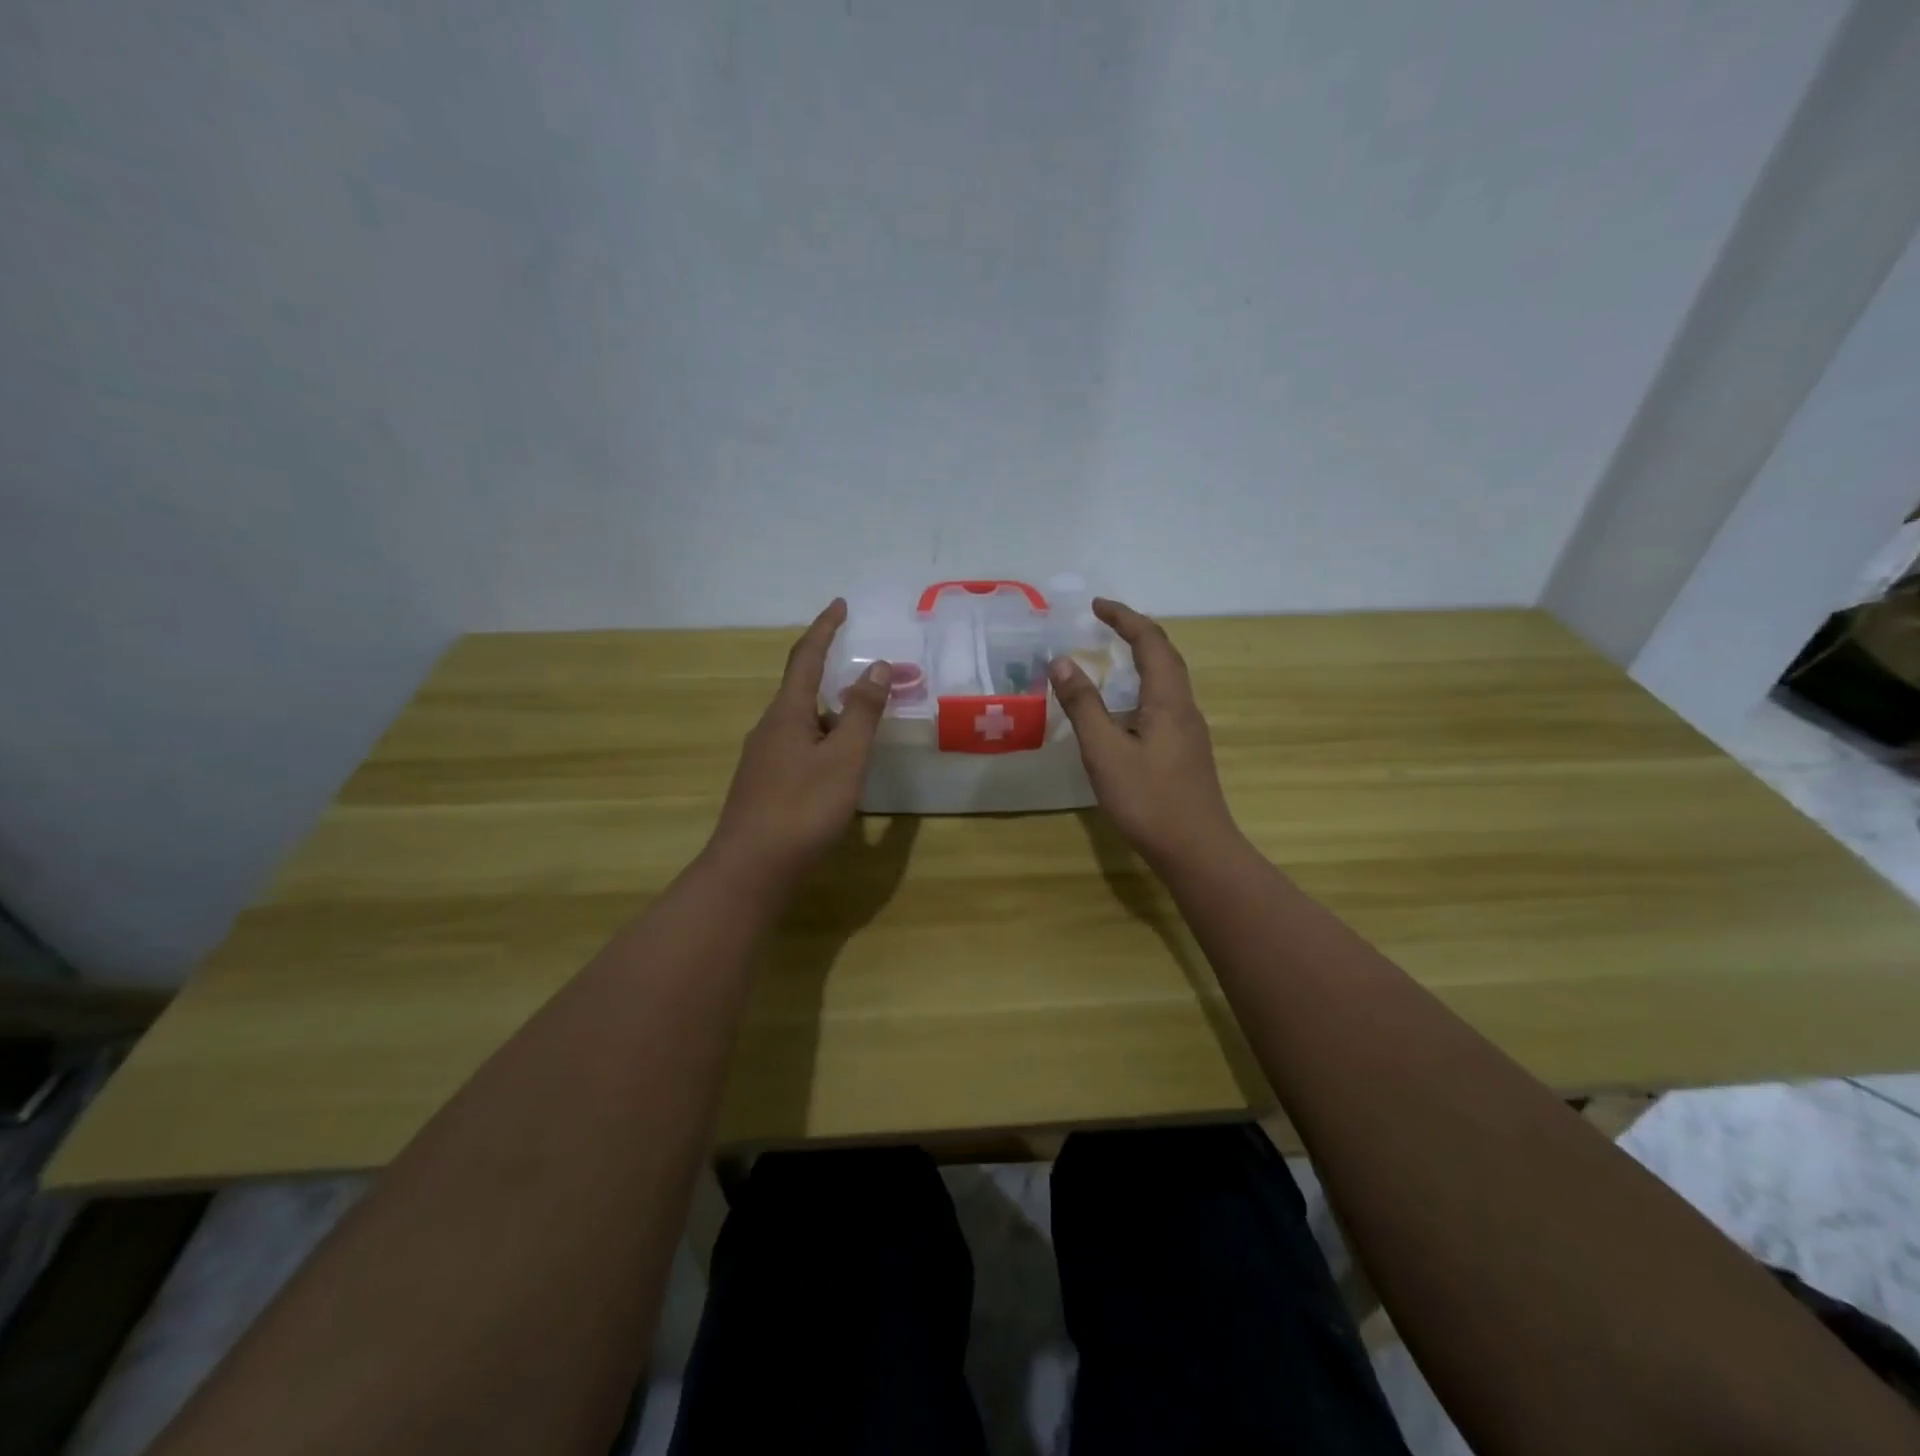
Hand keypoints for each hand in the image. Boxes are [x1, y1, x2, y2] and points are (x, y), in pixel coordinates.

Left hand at [708, 600, 890, 883]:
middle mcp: (770, 729)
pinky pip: (800, 750)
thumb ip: (862, 713)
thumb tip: (877, 667)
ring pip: (804, 725)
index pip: (805, 658)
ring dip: (833, 717)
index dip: (825, 629)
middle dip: (836, 680)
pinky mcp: (765, 787)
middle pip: (803, 691)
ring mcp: (763, 760)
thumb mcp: (843, 758)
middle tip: (873, 684)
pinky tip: (840, 769)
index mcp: (786, 714)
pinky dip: (824, 744)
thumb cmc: (802, 809)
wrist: (751, 870)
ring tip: (865, 729)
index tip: (840, 605)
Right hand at [1048, 598, 1241, 869]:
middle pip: (1165, 656)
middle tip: (1103, 623)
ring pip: (1166, 682)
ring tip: (1110, 658)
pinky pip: (1163, 704)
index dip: (1124, 619)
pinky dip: (1140, 689)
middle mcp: (1184, 708)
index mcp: (1168, 700)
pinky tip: (1122, 711)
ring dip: (1140, 660)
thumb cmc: (1148, 800)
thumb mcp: (1105, 751)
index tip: (1096, 606)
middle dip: (1135, 633)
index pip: (1150, 642)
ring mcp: (1189, 732)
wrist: (1197, 851)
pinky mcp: (1185, 752)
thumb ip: (1083, 705)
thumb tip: (1062, 661)